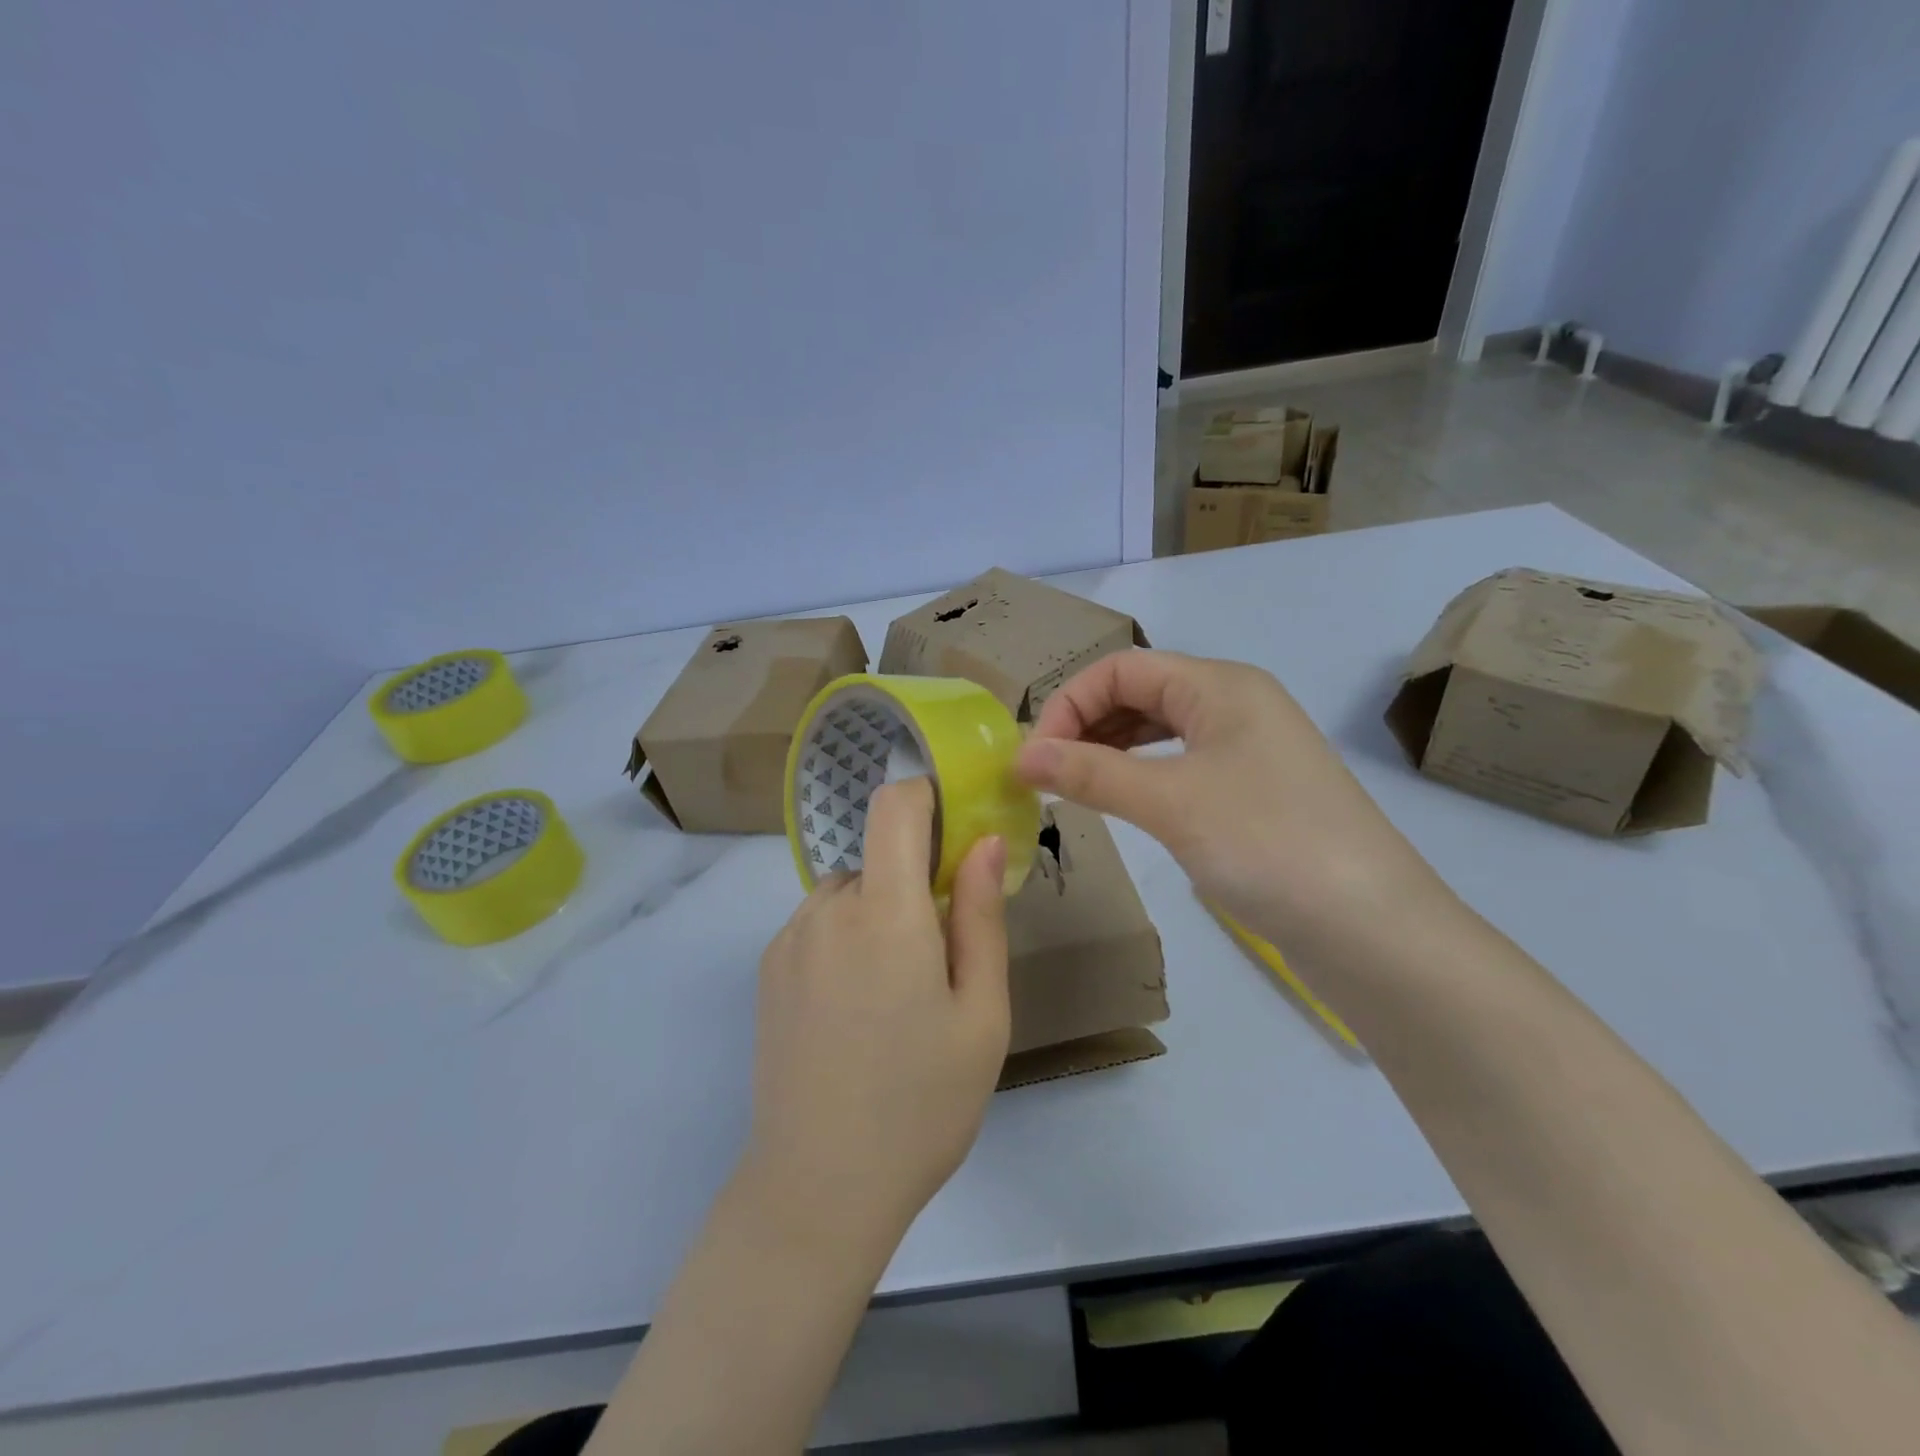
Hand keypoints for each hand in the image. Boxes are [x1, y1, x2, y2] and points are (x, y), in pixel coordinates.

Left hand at [744, 778, 1010, 1244]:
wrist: (819, 1190)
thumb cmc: (922, 1103)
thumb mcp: (981, 1013)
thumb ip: (981, 917)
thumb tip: (984, 842)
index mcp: (885, 913)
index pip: (894, 806)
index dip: (926, 797)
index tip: (956, 835)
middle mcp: (826, 910)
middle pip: (877, 856)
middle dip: (914, 882)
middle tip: (941, 957)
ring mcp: (788, 940)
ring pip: (849, 892)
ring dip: (880, 913)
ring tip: (896, 996)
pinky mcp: (767, 971)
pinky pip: (818, 925)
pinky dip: (846, 940)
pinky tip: (855, 1012)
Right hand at [1017, 650, 1451, 964]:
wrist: (1372, 930)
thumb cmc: (1267, 844)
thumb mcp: (1170, 802)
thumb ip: (1091, 773)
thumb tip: (1021, 756)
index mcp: (1220, 685)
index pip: (1122, 668)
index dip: (1069, 703)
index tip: (1034, 757)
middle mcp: (1235, 704)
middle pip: (1140, 693)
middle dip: (1086, 724)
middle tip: (1046, 774)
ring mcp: (1249, 749)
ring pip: (1160, 730)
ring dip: (1110, 750)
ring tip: (1072, 786)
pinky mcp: (1254, 791)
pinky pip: (1181, 764)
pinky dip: (1141, 775)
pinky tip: (1121, 800)